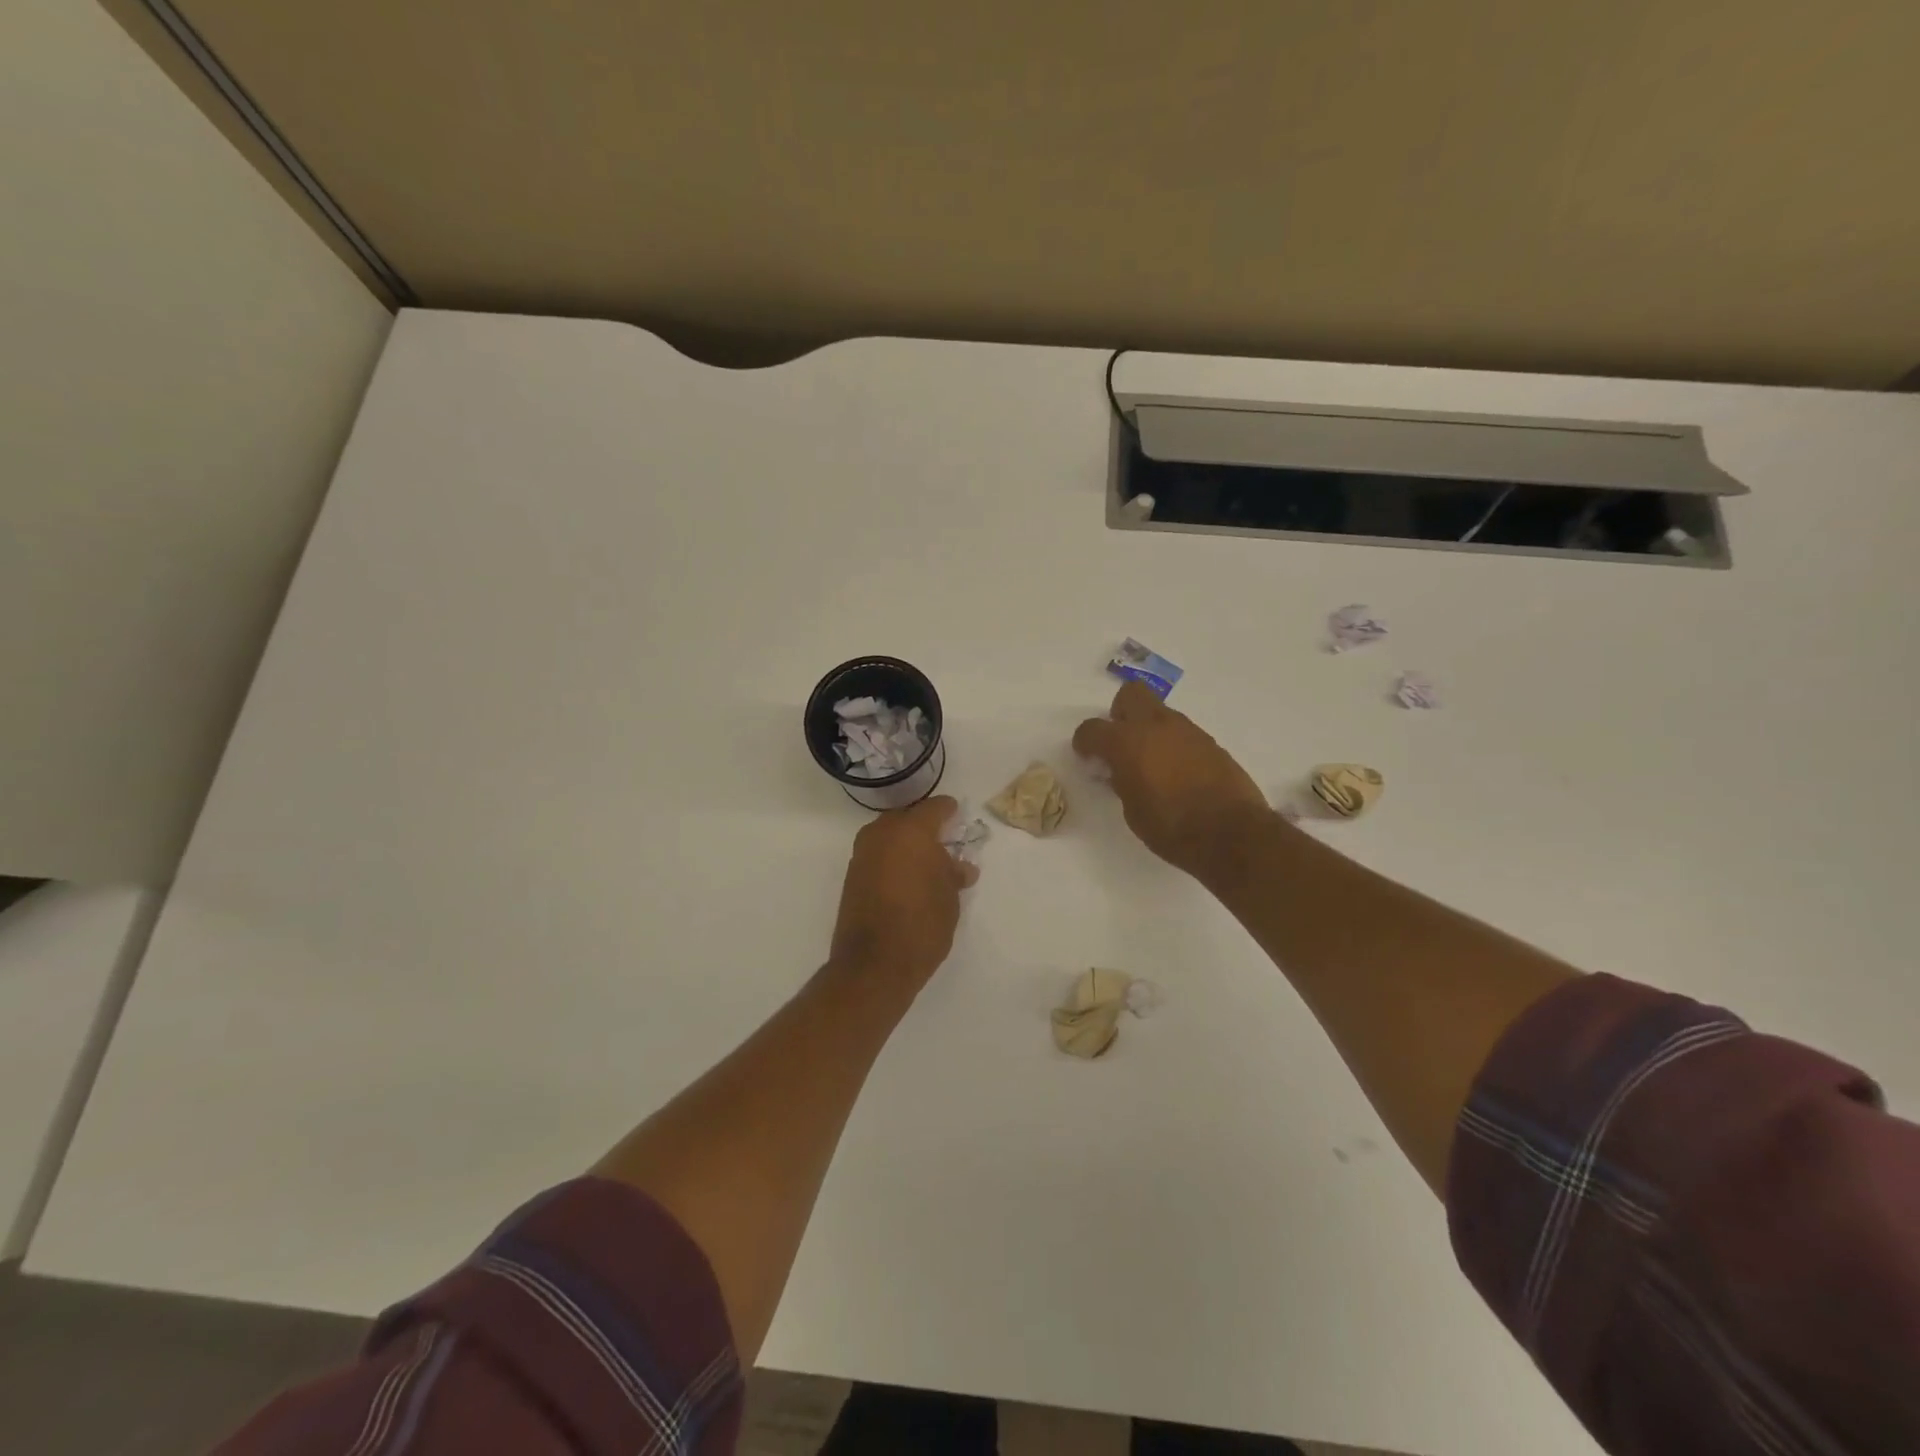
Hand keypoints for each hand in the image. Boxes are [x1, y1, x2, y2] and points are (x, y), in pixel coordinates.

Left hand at [829, 795, 979, 988]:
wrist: (874, 964)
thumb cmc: (922, 925)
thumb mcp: (949, 899)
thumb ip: (953, 875)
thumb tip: (960, 867)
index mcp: (911, 832)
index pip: (933, 808)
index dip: (948, 810)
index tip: (957, 814)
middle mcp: (882, 835)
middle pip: (906, 818)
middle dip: (923, 826)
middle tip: (942, 841)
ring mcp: (862, 855)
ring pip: (888, 836)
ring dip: (905, 843)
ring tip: (925, 863)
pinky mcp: (851, 876)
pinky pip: (877, 855)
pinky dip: (891, 859)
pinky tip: (906, 878)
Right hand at [1074, 681, 1272, 881]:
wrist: (1230, 834)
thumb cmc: (1171, 828)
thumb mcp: (1132, 810)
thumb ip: (1122, 782)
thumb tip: (1122, 771)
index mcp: (1127, 743)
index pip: (1092, 728)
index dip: (1085, 742)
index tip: (1087, 756)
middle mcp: (1156, 726)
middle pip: (1130, 695)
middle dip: (1120, 714)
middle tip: (1121, 743)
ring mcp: (1187, 731)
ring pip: (1159, 713)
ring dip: (1149, 730)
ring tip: (1152, 764)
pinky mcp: (1211, 743)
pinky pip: (1182, 733)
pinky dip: (1173, 745)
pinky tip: (1178, 773)